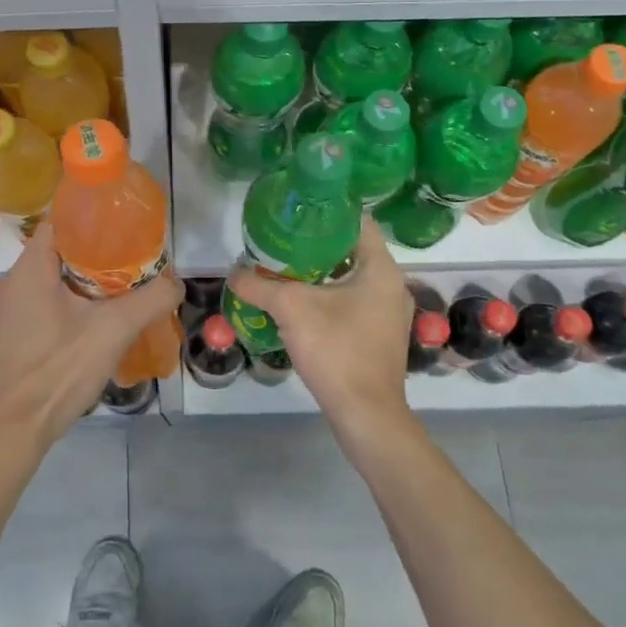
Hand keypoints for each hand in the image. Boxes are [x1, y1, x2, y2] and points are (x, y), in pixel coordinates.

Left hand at [0, 219, 184, 452]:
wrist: (11, 432)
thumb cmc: (56, 372)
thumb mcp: (112, 331)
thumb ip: (150, 300)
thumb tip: (177, 283)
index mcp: (30, 268)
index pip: (62, 220)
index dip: (95, 217)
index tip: (129, 225)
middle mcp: (16, 280)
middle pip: (63, 249)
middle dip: (102, 252)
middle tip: (138, 259)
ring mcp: (13, 308)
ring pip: (58, 277)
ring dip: (92, 280)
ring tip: (128, 287)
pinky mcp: (16, 332)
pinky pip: (50, 300)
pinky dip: (78, 301)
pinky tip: (103, 319)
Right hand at [225, 216, 414, 440]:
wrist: (366, 415)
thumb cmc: (337, 350)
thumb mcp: (290, 310)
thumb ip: (258, 286)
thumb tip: (233, 273)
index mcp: (382, 268)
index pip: (358, 221)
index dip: (327, 211)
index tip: (296, 211)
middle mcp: (392, 285)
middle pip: (352, 250)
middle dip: (316, 244)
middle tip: (282, 241)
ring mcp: (389, 314)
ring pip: (351, 279)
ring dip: (321, 273)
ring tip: (285, 270)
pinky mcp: (380, 336)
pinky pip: (353, 303)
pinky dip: (328, 297)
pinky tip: (301, 306)